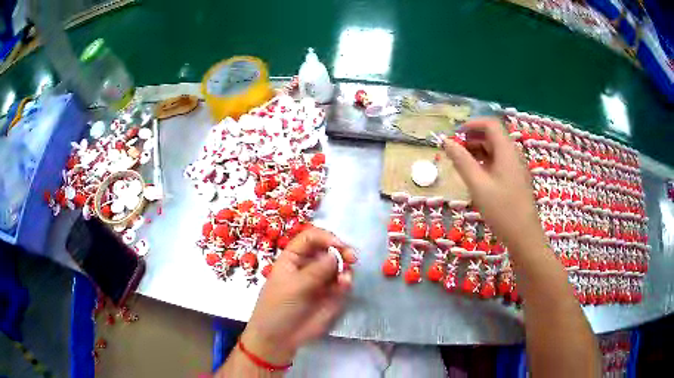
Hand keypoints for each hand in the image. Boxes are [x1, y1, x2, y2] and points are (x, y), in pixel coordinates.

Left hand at [240, 227, 355, 364]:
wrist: (280, 338)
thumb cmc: (278, 307)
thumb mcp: (294, 286)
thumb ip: (317, 270)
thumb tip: (336, 254)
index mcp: (293, 258)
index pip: (311, 237)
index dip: (325, 237)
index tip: (339, 245)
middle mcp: (309, 265)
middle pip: (329, 249)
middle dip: (341, 250)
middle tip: (352, 257)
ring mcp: (321, 280)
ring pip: (339, 265)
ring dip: (345, 267)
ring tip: (345, 279)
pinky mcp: (331, 295)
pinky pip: (342, 282)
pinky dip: (346, 281)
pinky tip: (344, 286)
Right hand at [442, 117, 543, 251]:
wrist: (524, 236)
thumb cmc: (502, 209)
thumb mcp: (478, 185)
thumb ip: (462, 161)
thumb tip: (446, 141)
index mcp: (506, 151)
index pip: (490, 124)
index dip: (471, 125)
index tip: (454, 135)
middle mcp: (513, 155)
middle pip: (492, 136)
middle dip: (472, 138)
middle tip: (454, 151)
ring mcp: (515, 168)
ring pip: (495, 150)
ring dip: (477, 151)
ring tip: (460, 163)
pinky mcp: (515, 179)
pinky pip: (499, 163)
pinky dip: (485, 163)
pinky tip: (475, 176)